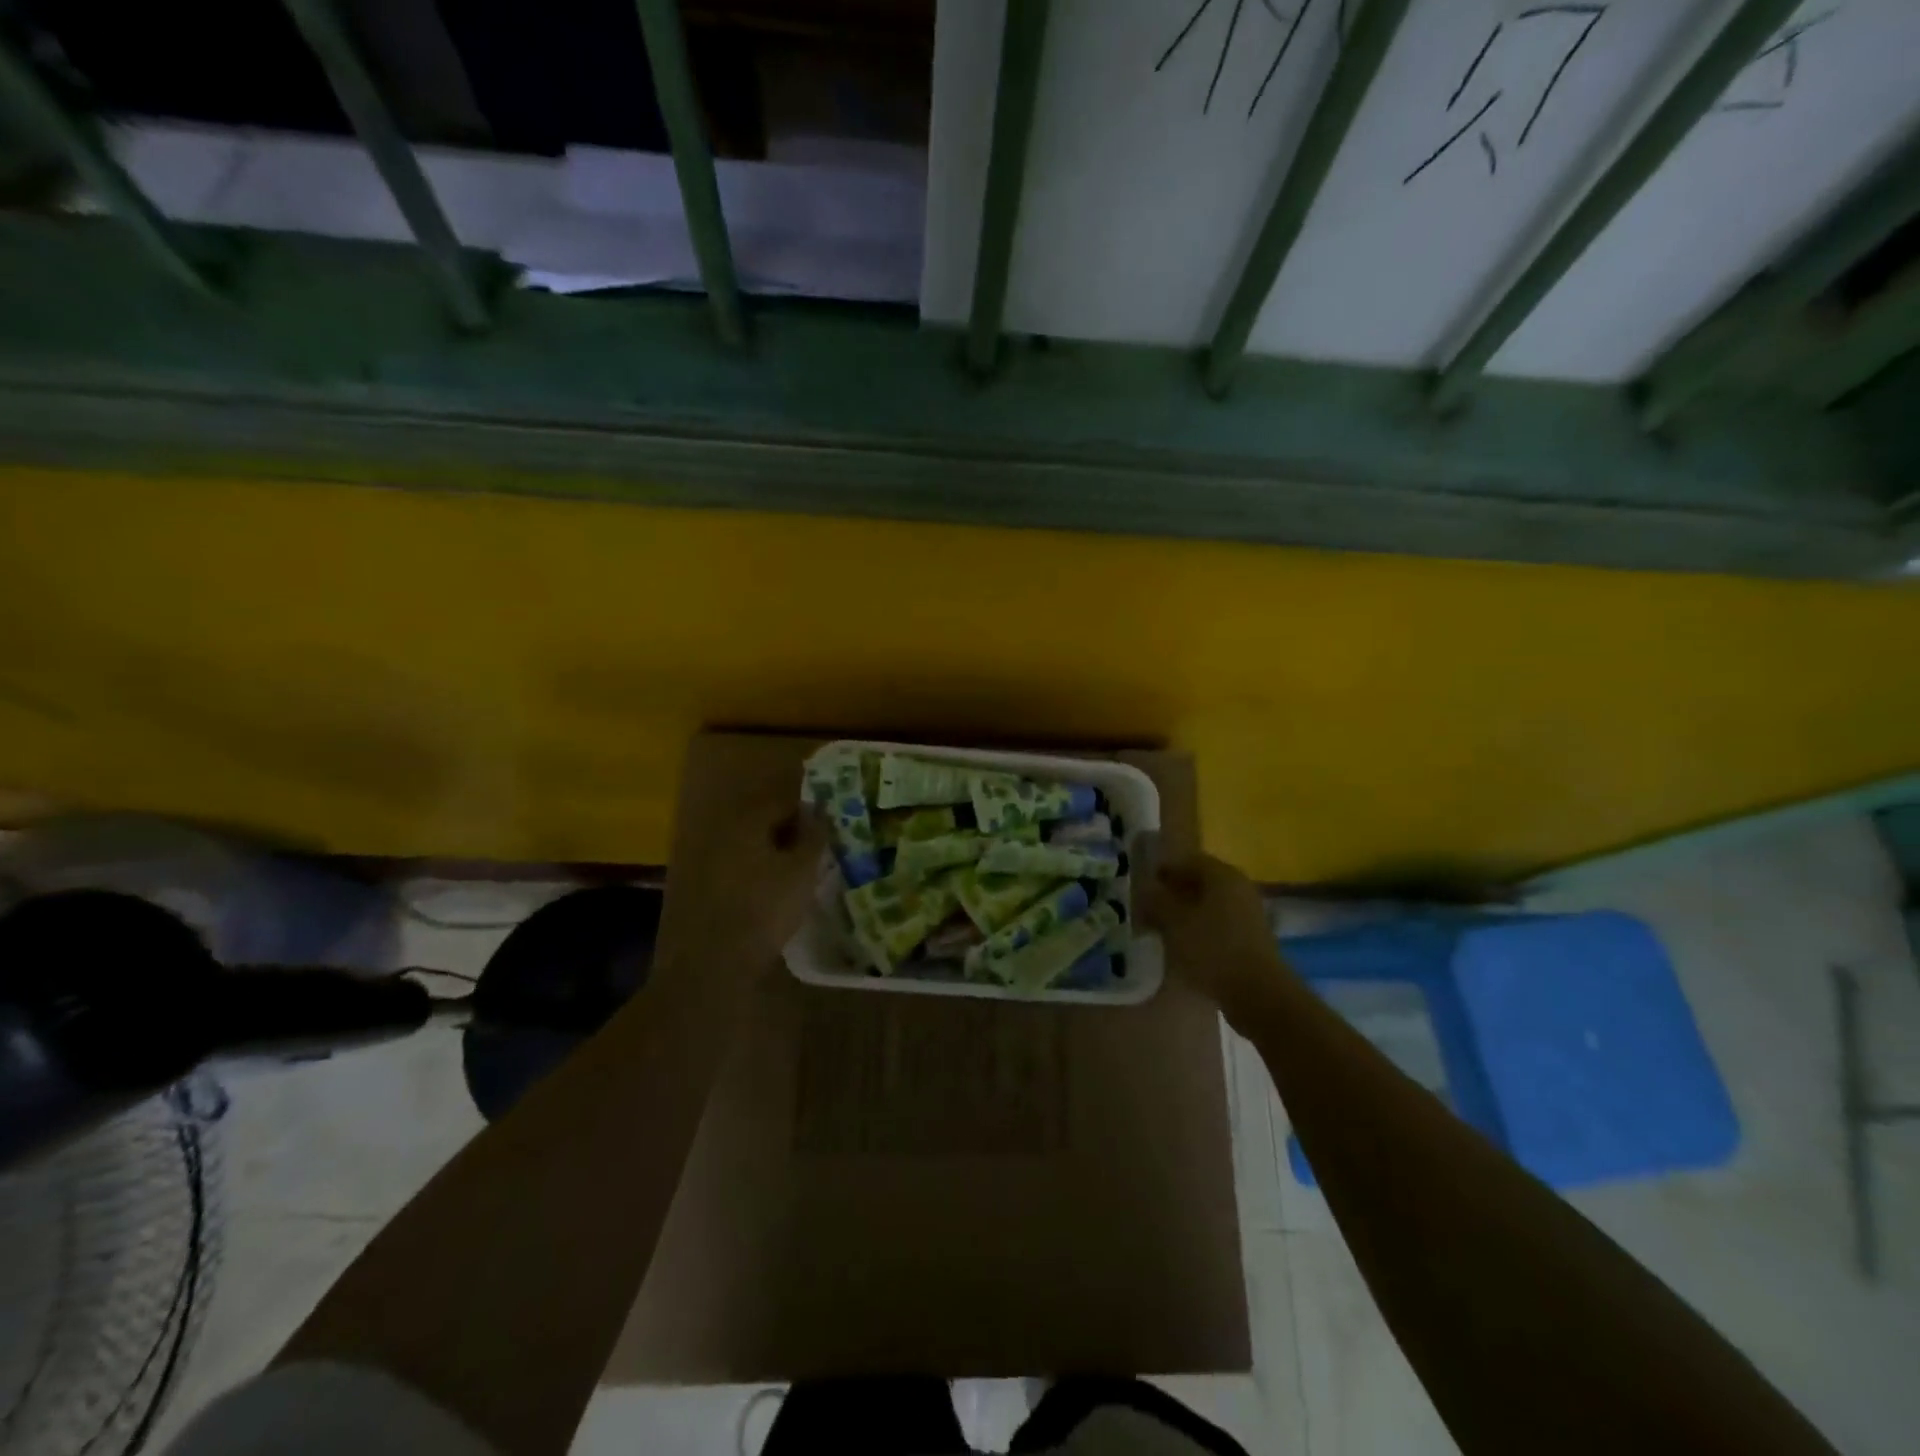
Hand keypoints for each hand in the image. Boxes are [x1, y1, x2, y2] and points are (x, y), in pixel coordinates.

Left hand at [671, 803, 831, 968]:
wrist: (711, 962)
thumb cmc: (763, 909)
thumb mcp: (802, 871)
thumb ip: (812, 836)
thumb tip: (818, 810)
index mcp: (747, 819)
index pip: (784, 801)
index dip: (809, 814)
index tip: (825, 832)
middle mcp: (721, 829)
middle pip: (762, 820)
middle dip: (788, 832)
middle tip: (811, 852)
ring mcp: (702, 856)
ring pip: (746, 844)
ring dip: (768, 852)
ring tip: (791, 874)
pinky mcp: (693, 884)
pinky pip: (732, 865)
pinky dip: (750, 871)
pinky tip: (764, 892)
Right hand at [1138, 850, 1292, 1028]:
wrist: (1258, 994)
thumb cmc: (1212, 949)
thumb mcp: (1174, 922)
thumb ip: (1156, 901)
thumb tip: (1145, 889)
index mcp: (1222, 874)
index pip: (1188, 860)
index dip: (1164, 870)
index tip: (1143, 885)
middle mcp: (1239, 887)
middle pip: (1200, 882)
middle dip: (1174, 892)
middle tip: (1148, 907)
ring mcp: (1249, 914)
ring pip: (1209, 904)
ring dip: (1186, 913)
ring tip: (1162, 929)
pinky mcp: (1251, 939)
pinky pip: (1219, 925)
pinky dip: (1200, 929)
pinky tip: (1184, 946)